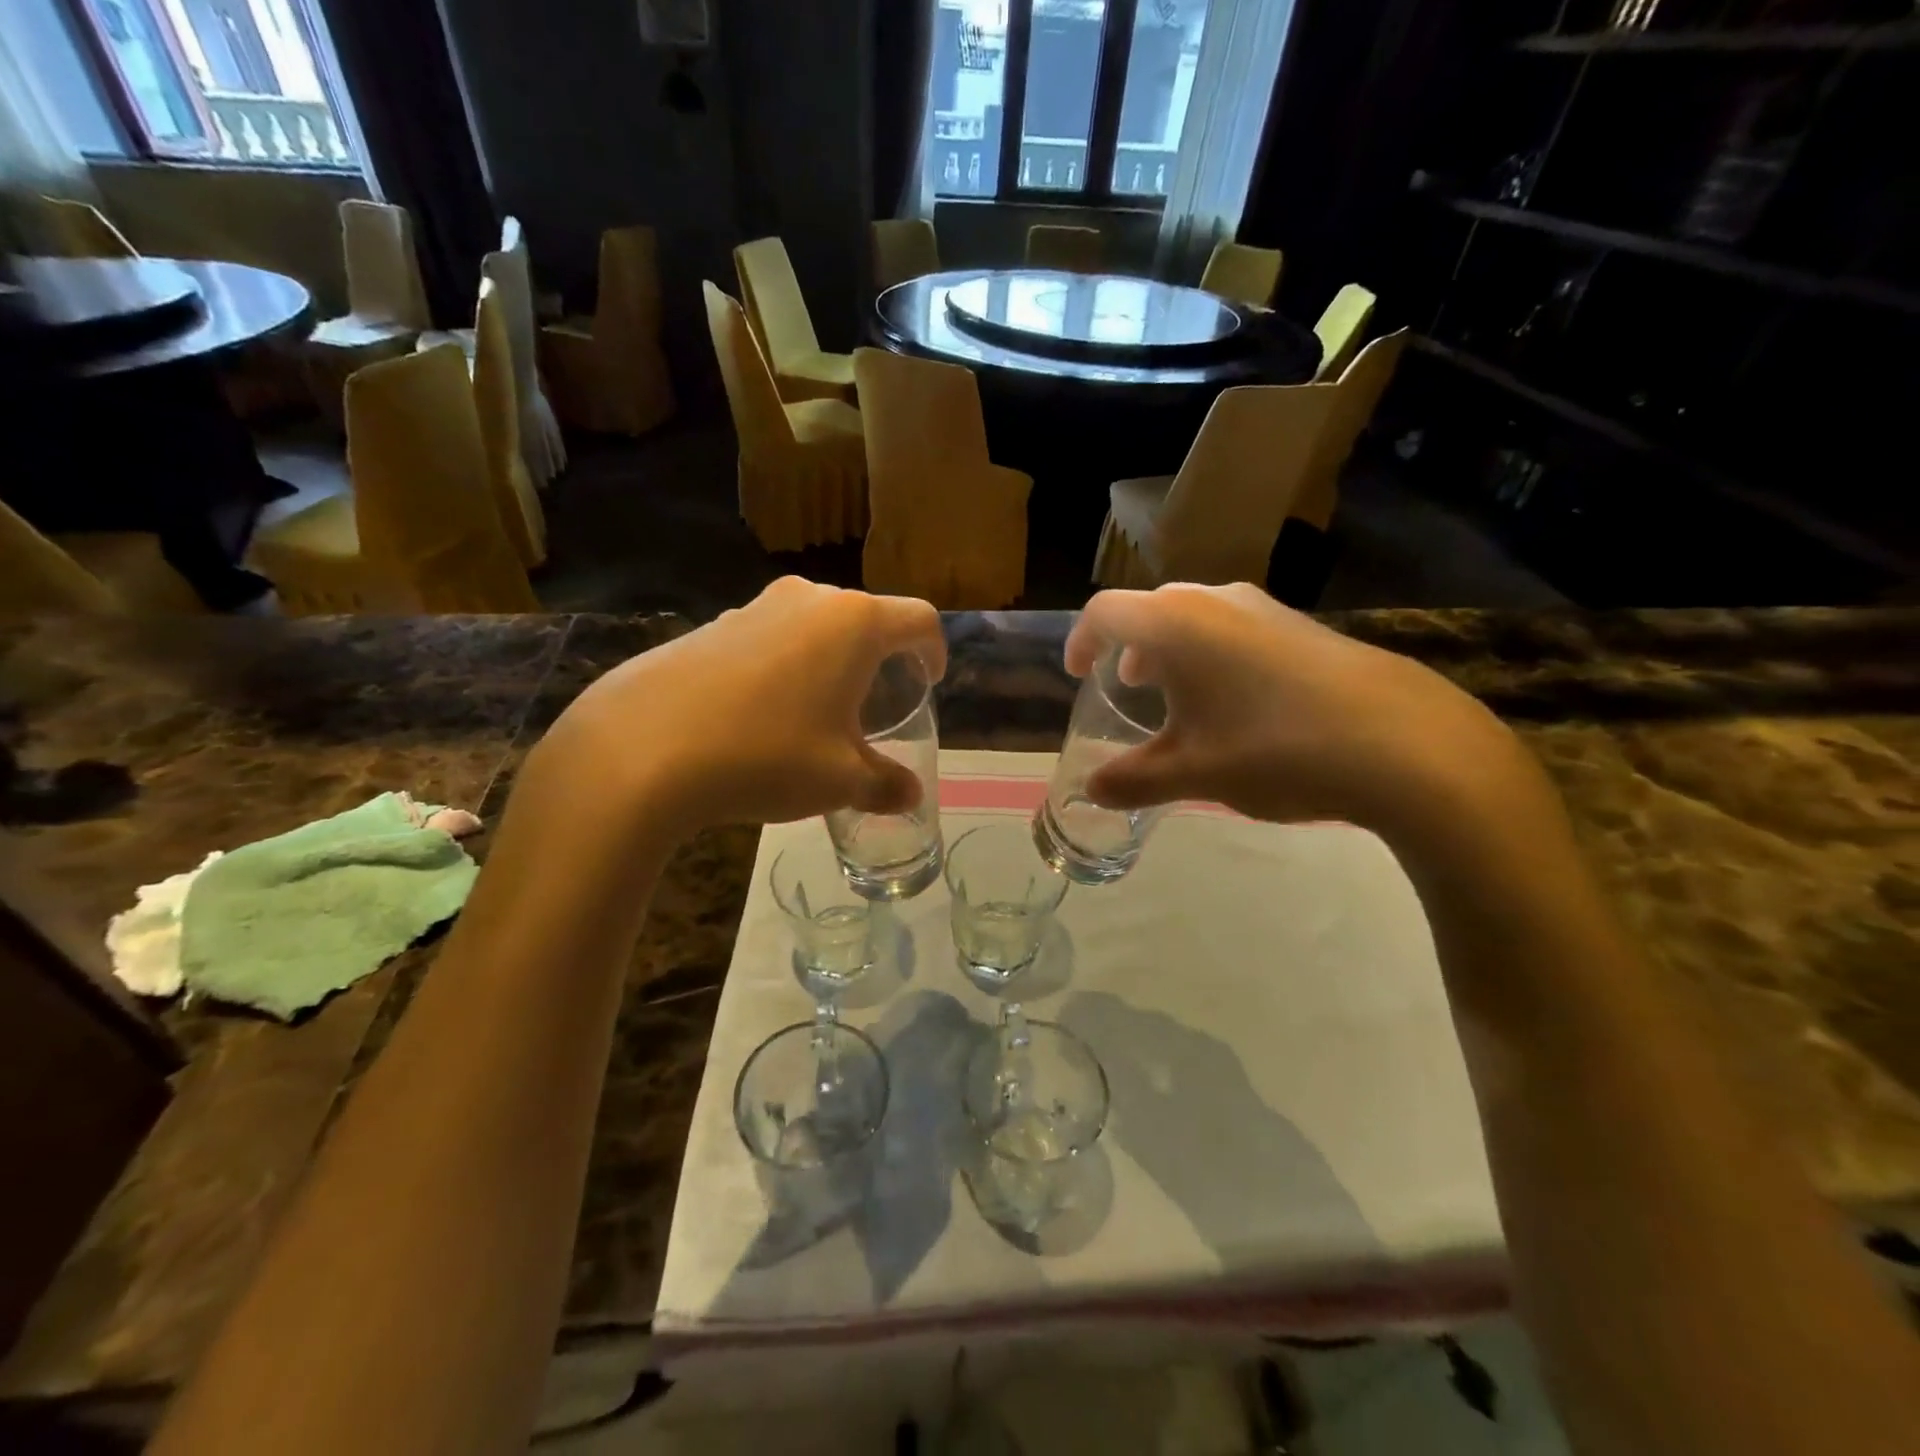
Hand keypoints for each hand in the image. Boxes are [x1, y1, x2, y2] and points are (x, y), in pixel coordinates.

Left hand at [533, 578, 945, 837]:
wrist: (640, 749)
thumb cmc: (767, 755)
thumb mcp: (840, 780)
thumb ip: (886, 784)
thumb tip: (910, 795)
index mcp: (854, 623)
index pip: (918, 620)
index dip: (934, 651)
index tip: (930, 682)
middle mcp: (808, 599)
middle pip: (865, 618)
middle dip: (880, 658)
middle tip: (877, 703)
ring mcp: (753, 606)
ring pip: (813, 627)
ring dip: (829, 661)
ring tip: (818, 712)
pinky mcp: (710, 626)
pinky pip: (769, 639)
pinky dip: (784, 666)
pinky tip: (760, 714)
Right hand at [1065, 583, 1538, 835]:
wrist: (1406, 744)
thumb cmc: (1276, 750)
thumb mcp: (1194, 774)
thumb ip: (1134, 780)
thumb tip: (1092, 790)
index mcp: (1177, 624)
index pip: (1106, 612)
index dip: (1081, 640)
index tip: (1076, 674)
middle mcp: (1217, 601)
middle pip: (1152, 610)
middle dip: (1128, 647)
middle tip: (1125, 687)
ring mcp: (1266, 609)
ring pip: (1197, 617)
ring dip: (1173, 651)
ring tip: (1176, 698)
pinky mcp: (1304, 627)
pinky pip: (1235, 628)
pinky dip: (1213, 655)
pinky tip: (1235, 705)